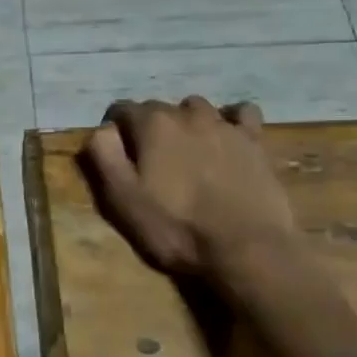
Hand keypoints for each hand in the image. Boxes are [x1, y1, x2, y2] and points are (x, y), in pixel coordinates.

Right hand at [80, 97, 297, 280]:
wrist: (245, 248)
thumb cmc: (175, 227)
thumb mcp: (122, 198)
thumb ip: (104, 156)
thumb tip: (101, 130)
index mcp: (153, 125)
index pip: (121, 110)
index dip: (114, 130)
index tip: (115, 155)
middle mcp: (188, 114)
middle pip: (159, 108)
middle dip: (149, 128)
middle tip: (150, 162)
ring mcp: (226, 124)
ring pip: (197, 108)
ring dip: (186, 123)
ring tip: (187, 153)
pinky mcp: (255, 140)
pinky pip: (240, 114)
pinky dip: (229, 121)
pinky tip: (227, 140)